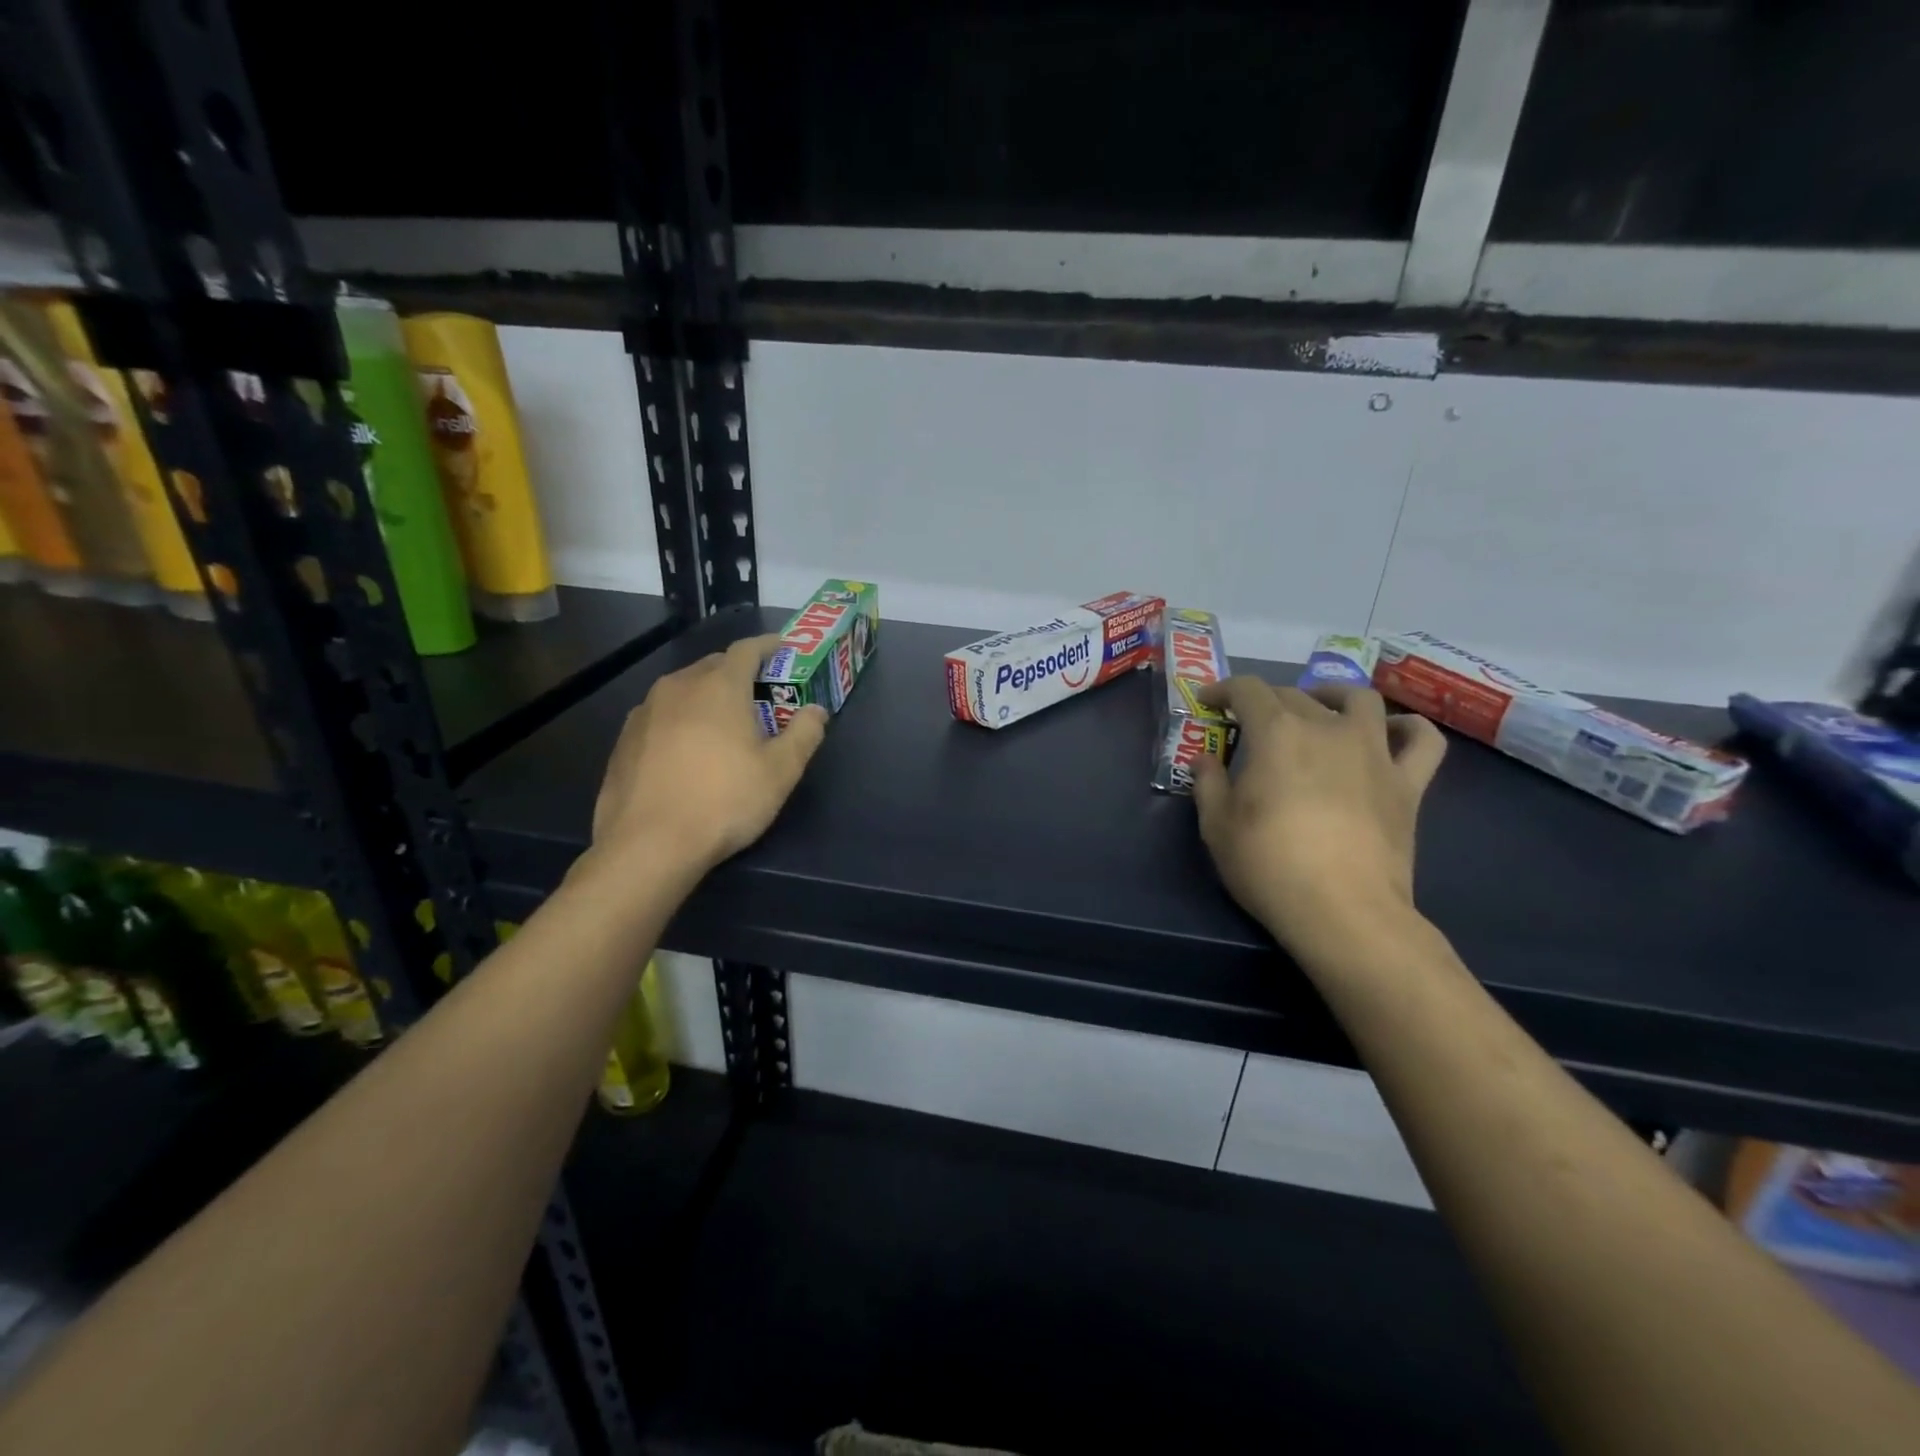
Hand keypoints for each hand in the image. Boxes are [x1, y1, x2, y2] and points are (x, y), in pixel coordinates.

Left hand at [589, 633, 827, 876]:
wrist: (648, 845)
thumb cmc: (724, 801)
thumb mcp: (780, 771)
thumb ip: (804, 734)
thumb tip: (817, 711)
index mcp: (719, 686)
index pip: (747, 649)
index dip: (769, 646)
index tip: (784, 648)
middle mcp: (678, 687)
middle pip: (714, 666)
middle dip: (739, 672)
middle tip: (760, 694)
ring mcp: (645, 712)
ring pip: (683, 690)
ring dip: (707, 696)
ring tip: (723, 724)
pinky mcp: (624, 740)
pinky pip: (661, 716)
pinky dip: (681, 720)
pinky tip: (687, 751)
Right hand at [1191, 680, 1446, 960]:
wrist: (1342, 911)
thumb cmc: (1269, 865)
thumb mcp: (1216, 826)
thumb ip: (1208, 784)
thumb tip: (1206, 761)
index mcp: (1276, 733)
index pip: (1247, 689)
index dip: (1223, 688)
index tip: (1208, 701)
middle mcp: (1327, 728)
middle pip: (1295, 695)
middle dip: (1265, 701)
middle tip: (1249, 724)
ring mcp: (1374, 752)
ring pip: (1360, 700)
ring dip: (1334, 696)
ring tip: (1319, 709)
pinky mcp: (1407, 783)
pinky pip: (1422, 740)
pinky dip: (1407, 728)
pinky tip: (1391, 732)